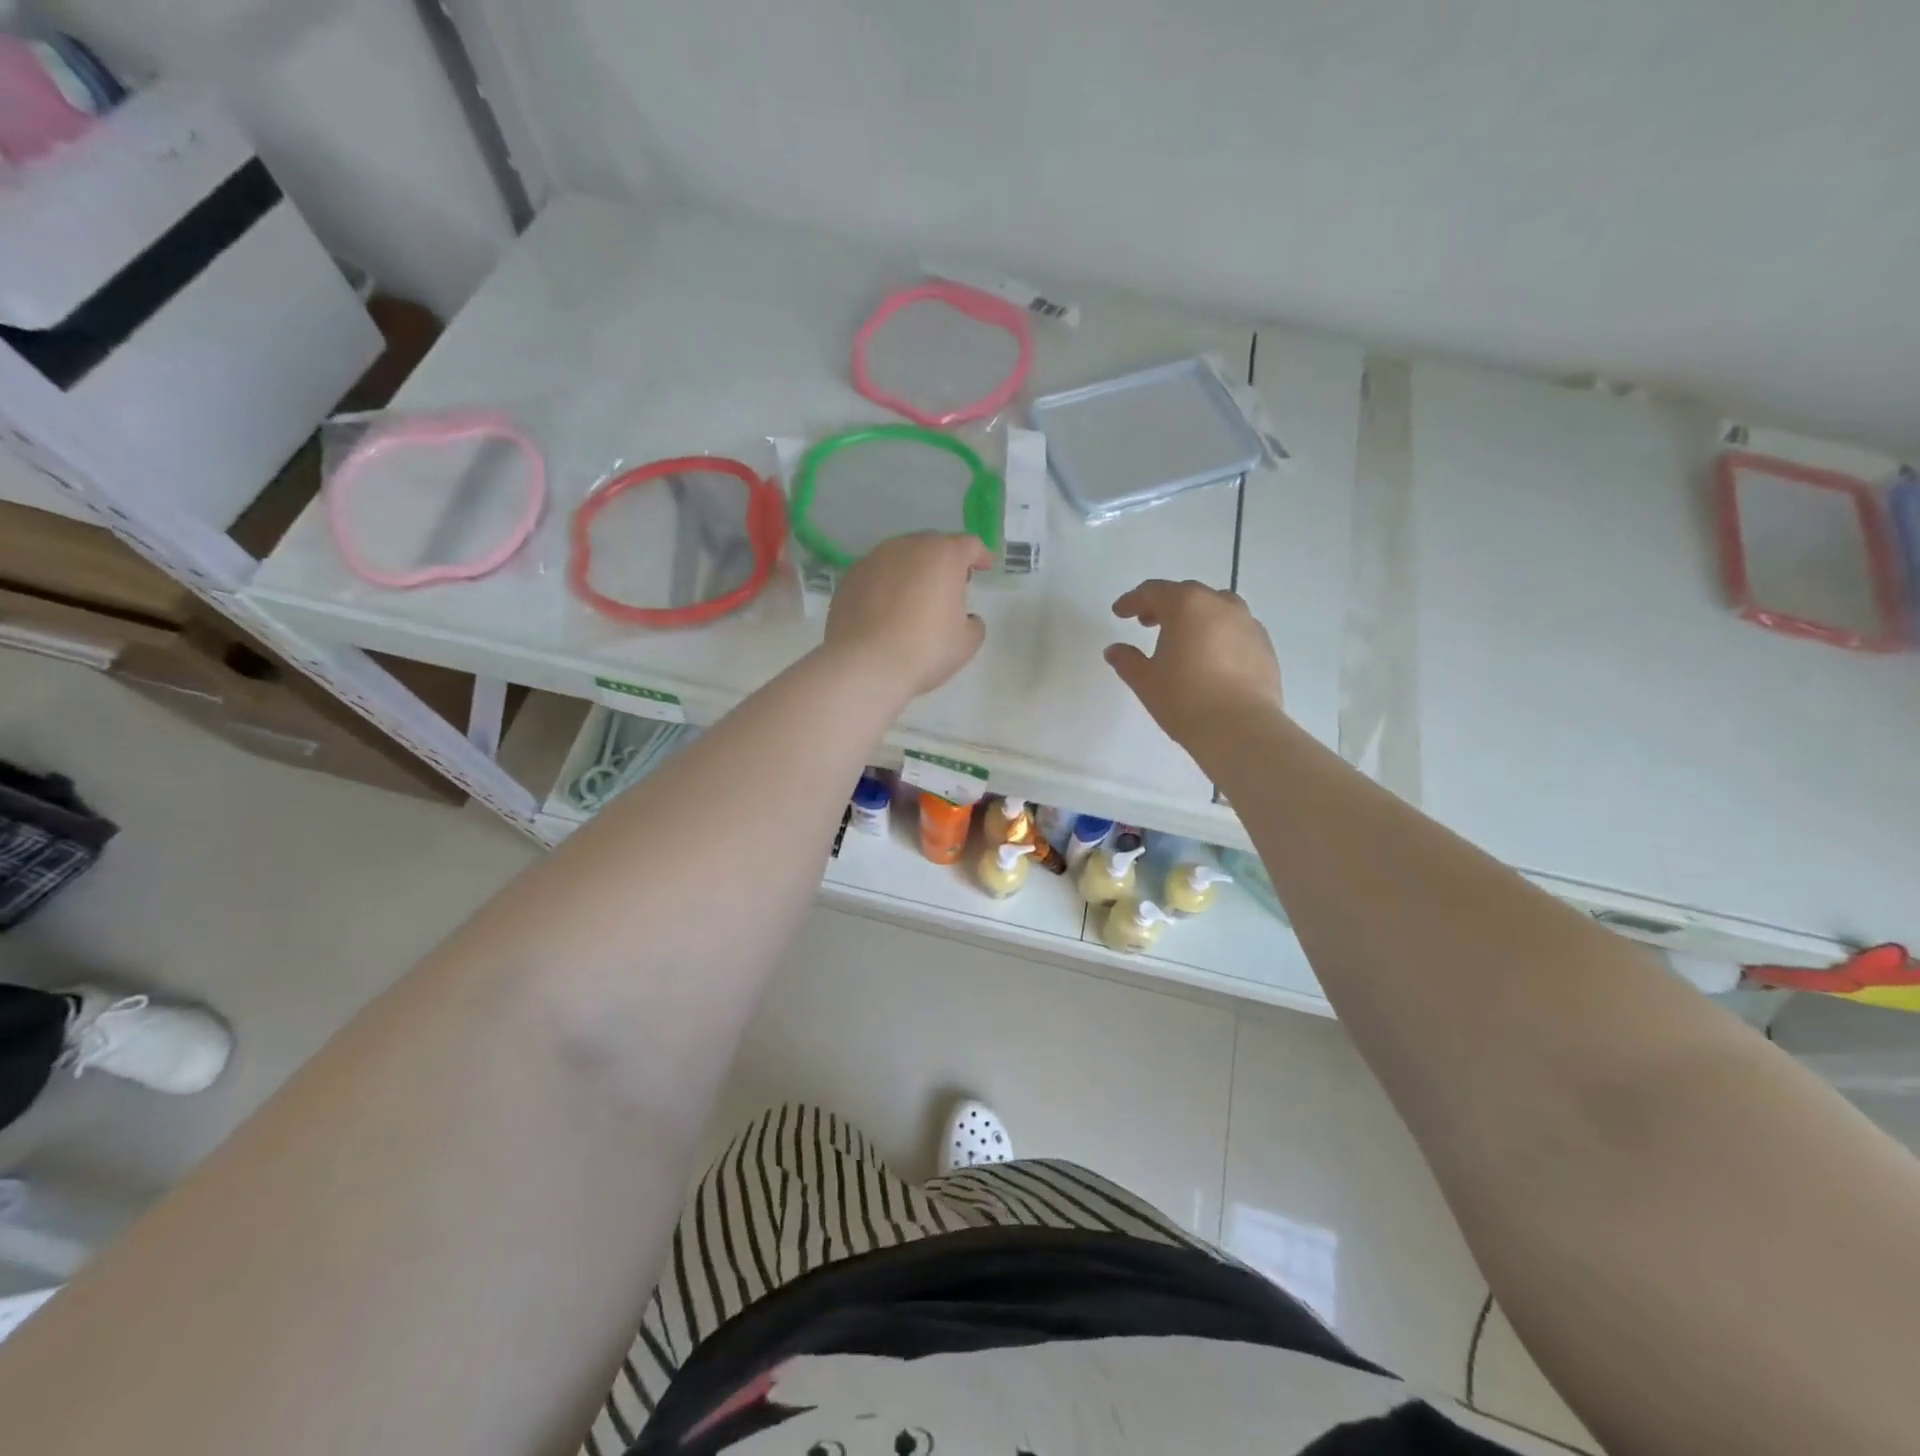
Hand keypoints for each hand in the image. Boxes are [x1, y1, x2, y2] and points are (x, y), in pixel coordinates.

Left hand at [824, 533, 991, 697]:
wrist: (865, 664)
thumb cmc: (925, 650)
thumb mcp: (966, 643)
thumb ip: (973, 623)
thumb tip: (965, 618)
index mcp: (943, 556)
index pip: (969, 545)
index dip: (980, 555)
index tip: (984, 568)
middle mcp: (907, 547)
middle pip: (933, 544)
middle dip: (945, 560)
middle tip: (950, 584)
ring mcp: (874, 559)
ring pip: (901, 555)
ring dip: (913, 569)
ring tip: (916, 595)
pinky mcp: (850, 577)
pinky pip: (877, 573)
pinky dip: (887, 583)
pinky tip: (887, 608)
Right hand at [1106, 579, 1284, 750]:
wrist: (1241, 729)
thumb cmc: (1185, 699)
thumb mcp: (1146, 681)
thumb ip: (1127, 660)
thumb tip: (1114, 650)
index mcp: (1187, 605)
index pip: (1154, 591)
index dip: (1132, 600)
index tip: (1119, 613)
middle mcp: (1220, 605)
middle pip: (1187, 594)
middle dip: (1164, 605)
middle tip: (1147, 622)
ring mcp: (1248, 623)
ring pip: (1217, 607)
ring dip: (1195, 616)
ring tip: (1183, 638)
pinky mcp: (1265, 646)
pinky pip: (1235, 629)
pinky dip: (1218, 633)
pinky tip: (1210, 657)